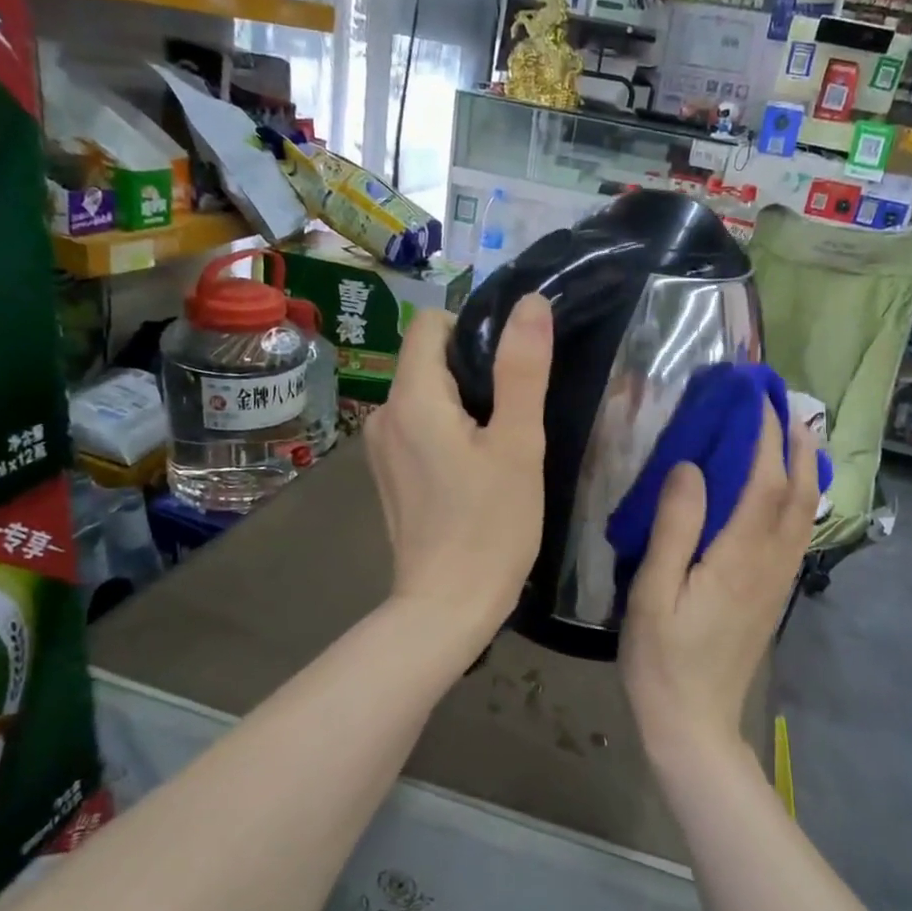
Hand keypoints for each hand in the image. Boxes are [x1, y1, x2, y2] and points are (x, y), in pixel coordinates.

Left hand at [366, 294, 552, 645]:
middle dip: (473, 372)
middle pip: (428, 360)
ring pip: (425, 396)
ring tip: (501, 443)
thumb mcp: (518, 444)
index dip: (474, 329)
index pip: (431, 324)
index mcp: (412, 398)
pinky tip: (476, 469)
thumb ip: (523, 370)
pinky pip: (418, 429)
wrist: (446, 607)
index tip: (511, 367)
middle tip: (517, 412)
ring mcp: (380, 449)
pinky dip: (447, 432)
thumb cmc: (490, 526)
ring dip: (463, 405)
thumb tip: (531, 303)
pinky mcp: (388, 476)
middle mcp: (384, 415)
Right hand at [621, 403, 817, 761]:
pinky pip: (796, 535)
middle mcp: (770, 563)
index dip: (765, 435)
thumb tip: (690, 466)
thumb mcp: (653, 593)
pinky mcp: (773, 595)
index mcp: (739, 557)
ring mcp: (777, 581)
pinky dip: (800, 500)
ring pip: (804, 514)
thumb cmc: (662, 658)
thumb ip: (673, 527)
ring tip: (795, 436)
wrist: (693, 723)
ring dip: (805, 469)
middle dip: (796, 444)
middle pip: (798, 492)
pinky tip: (788, 493)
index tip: (757, 397)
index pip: (765, 480)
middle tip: (786, 404)